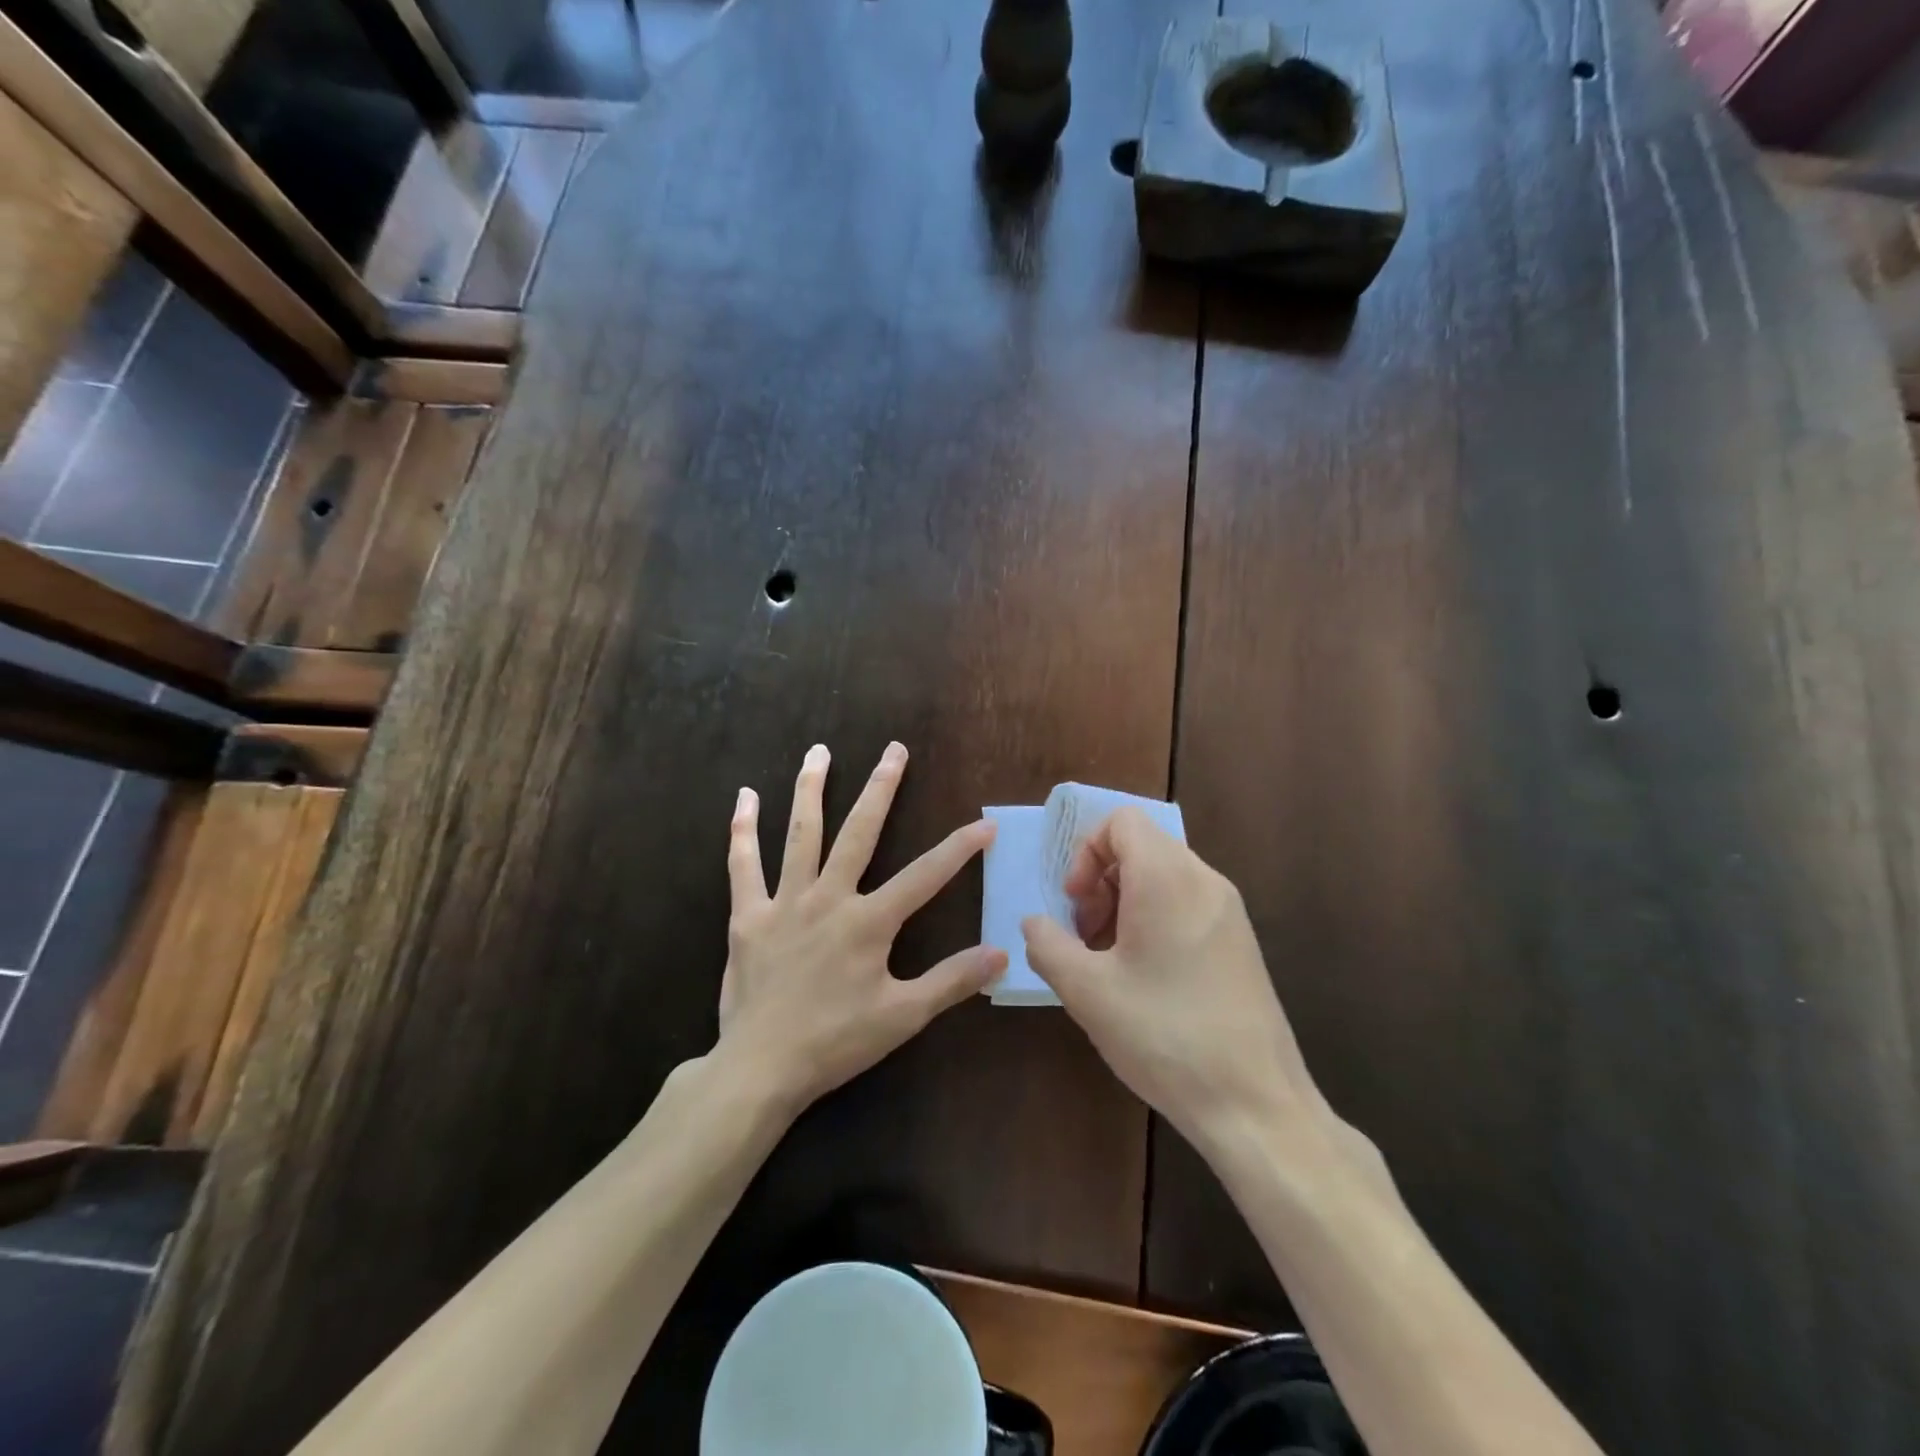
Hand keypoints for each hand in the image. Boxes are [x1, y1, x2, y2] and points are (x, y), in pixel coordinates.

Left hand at [718, 742, 1004, 1112]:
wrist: (761, 1068)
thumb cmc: (836, 1042)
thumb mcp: (903, 1016)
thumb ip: (952, 980)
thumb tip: (1001, 953)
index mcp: (869, 922)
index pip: (925, 875)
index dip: (959, 848)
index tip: (985, 823)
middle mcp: (829, 898)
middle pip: (860, 832)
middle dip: (881, 788)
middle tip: (894, 749)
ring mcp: (785, 902)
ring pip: (801, 834)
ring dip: (811, 789)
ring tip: (819, 750)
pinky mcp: (748, 916)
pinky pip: (744, 865)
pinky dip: (743, 830)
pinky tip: (744, 797)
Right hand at [1021, 808, 1331, 1155]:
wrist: (1255, 1104)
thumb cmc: (1163, 1035)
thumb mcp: (1086, 991)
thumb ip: (1047, 944)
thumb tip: (1034, 923)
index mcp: (1167, 878)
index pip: (1121, 821)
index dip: (1086, 852)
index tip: (1074, 903)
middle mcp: (1204, 880)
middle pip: (1140, 846)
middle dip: (1100, 881)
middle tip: (1084, 936)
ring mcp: (1228, 911)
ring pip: (1162, 876)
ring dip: (1123, 903)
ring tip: (1108, 960)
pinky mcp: (1240, 941)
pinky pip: (1186, 903)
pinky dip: (1153, 920)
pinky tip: (1142, 977)